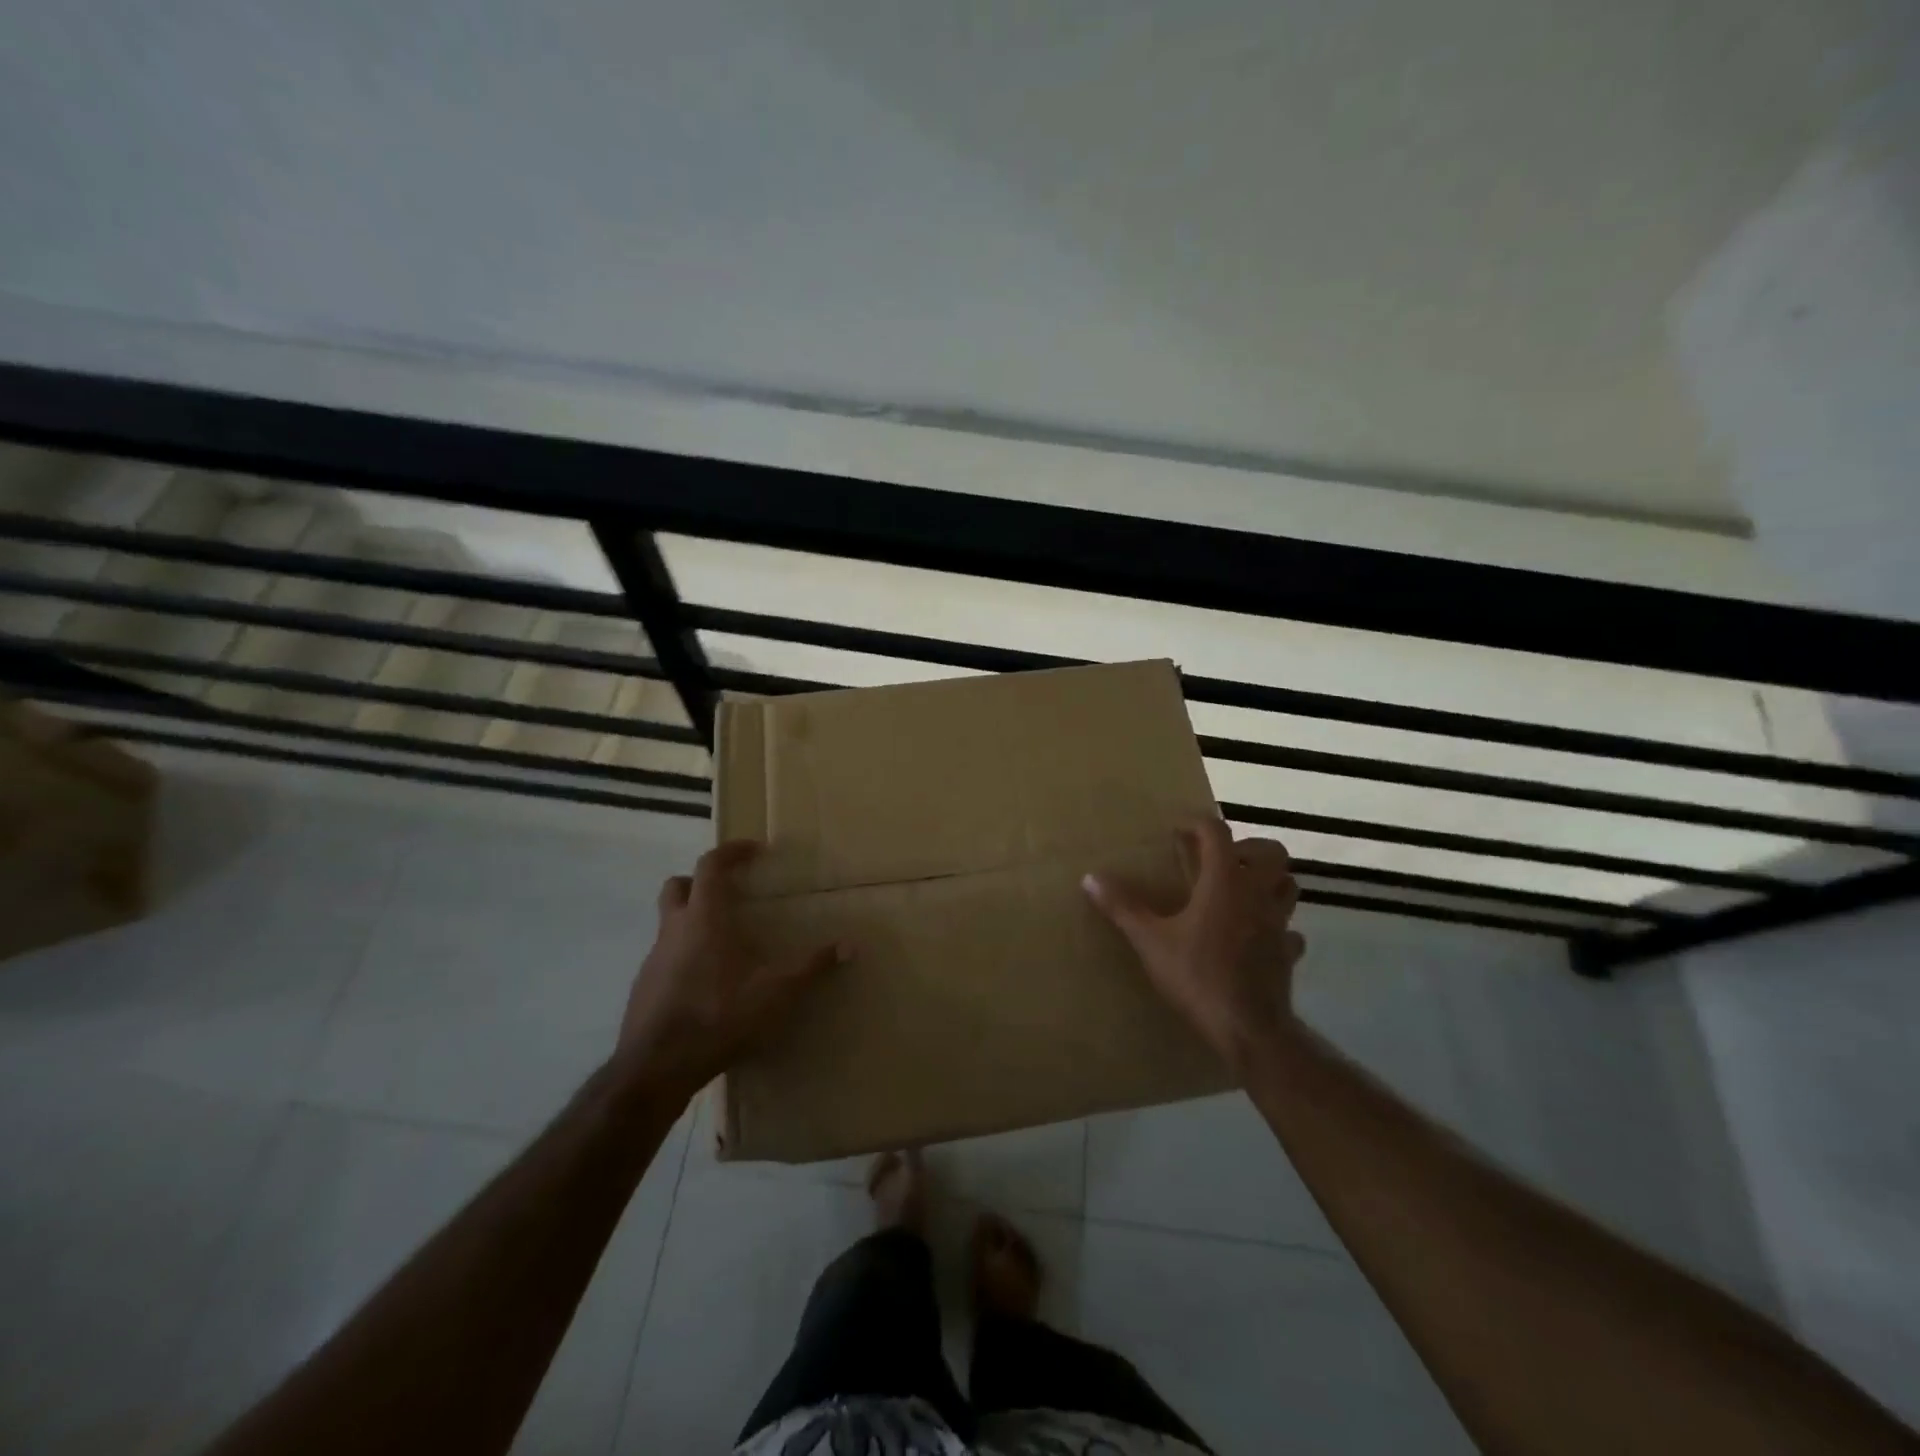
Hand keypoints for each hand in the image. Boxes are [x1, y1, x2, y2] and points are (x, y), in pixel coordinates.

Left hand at [618, 840, 844, 1099]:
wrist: (656, 1068)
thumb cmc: (719, 1016)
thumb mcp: (776, 992)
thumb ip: (813, 967)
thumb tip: (851, 945)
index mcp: (705, 918)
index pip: (711, 865)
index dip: (732, 852)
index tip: (754, 850)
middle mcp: (674, 929)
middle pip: (678, 885)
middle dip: (701, 880)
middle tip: (730, 892)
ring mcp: (653, 959)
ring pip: (669, 923)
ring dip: (693, 920)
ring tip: (726, 943)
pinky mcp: (644, 988)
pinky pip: (665, 957)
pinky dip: (684, 956)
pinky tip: (706, 983)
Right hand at [1084, 817, 1305, 1072]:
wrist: (1249, 1029)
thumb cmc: (1198, 976)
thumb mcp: (1150, 941)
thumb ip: (1123, 907)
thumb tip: (1090, 878)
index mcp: (1225, 881)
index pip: (1217, 833)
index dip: (1197, 824)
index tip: (1178, 830)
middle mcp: (1257, 894)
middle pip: (1270, 851)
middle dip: (1247, 848)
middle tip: (1218, 861)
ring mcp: (1279, 923)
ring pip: (1288, 885)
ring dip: (1268, 880)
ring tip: (1238, 891)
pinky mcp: (1288, 952)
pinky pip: (1289, 928)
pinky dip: (1275, 925)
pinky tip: (1255, 936)